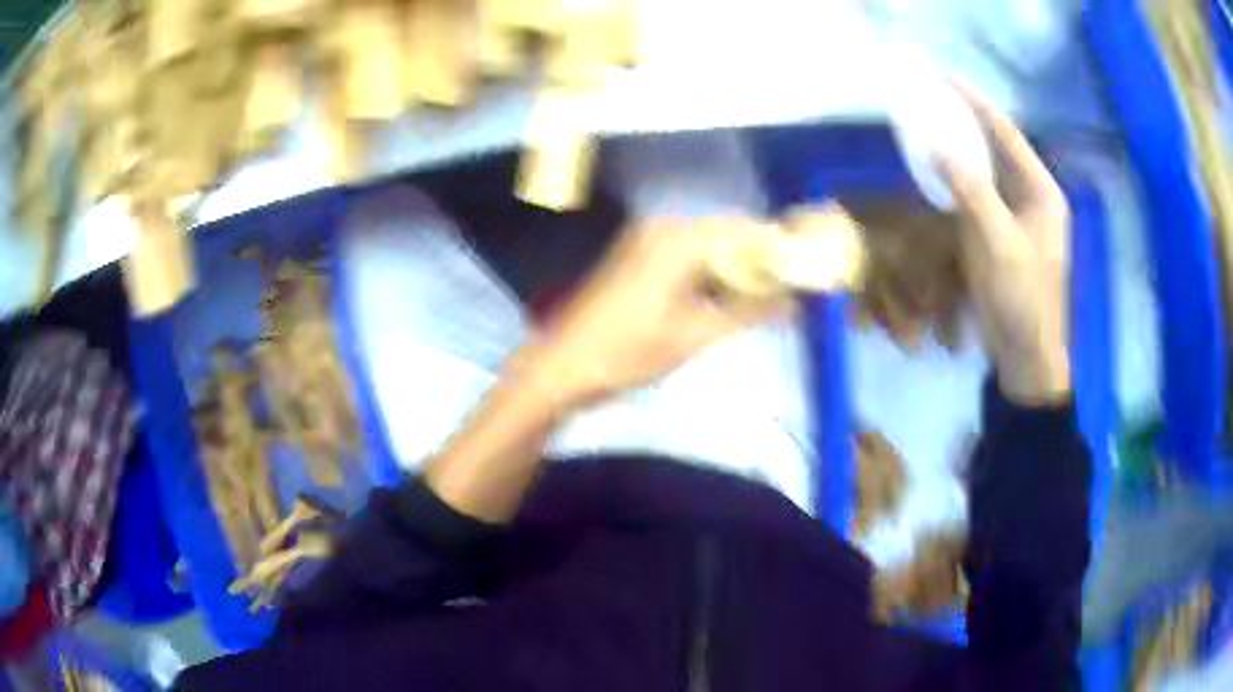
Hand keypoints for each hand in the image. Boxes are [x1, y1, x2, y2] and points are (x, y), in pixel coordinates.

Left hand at [518, 218, 795, 411]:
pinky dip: (715, 269)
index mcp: (678, 239)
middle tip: (796, 283)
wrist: (564, 366)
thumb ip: (748, 311)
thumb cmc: (628, 353)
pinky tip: (731, 292)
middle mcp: (663, 228)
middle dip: (764, 255)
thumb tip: (793, 301)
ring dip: (740, 263)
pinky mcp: (639, 257)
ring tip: (773, 291)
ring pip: (710, 243)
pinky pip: (690, 253)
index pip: (745, 230)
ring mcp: (647, 240)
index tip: (811, 265)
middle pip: (729, 232)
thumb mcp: (694, 335)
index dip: (781, 246)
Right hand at [940, 87, 1071, 404]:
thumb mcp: (998, 242)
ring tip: (932, 130)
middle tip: (934, 104)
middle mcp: (1033, 199)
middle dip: (968, 126)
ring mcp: (1020, 220)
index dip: (978, 105)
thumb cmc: (1021, 298)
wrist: (1026, 356)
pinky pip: (981, 200)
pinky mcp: (1005, 238)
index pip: (1008, 136)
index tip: (947, 81)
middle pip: (999, 151)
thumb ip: (971, 190)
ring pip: (988, 175)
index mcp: (1043, 194)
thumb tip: (938, 147)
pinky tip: (940, 176)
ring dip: (962, 154)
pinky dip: (960, 185)